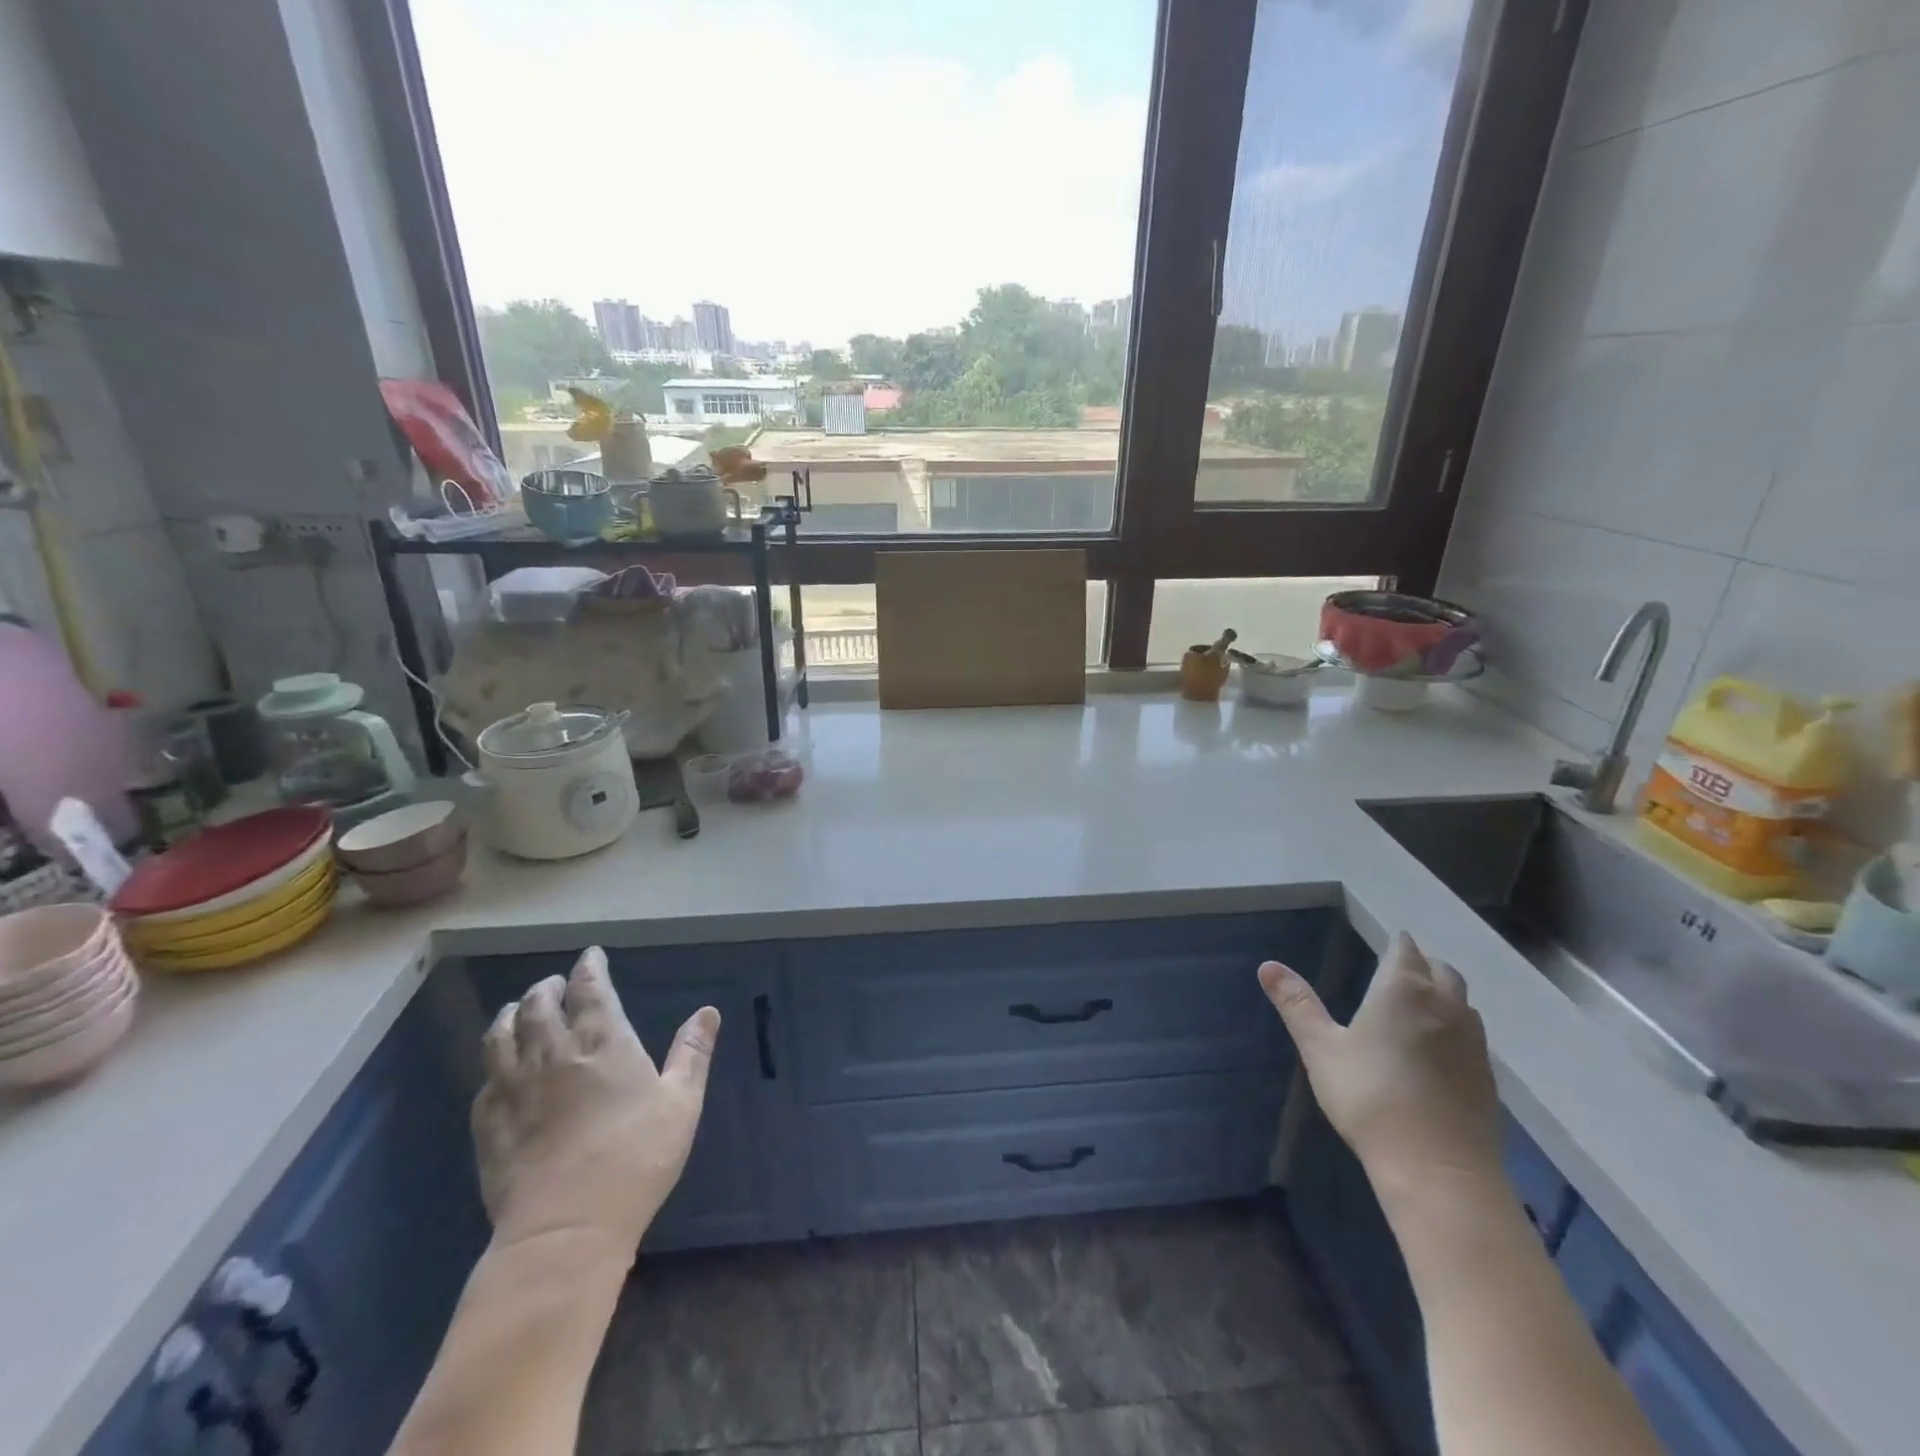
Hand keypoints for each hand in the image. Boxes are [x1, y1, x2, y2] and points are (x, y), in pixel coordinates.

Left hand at [471, 946, 718, 1259]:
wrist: (566, 1229)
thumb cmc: (636, 1158)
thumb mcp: (681, 1103)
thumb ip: (692, 1053)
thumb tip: (707, 1011)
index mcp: (602, 1043)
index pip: (590, 989)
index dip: (590, 968)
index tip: (591, 956)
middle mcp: (553, 1054)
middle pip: (540, 1005)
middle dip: (548, 987)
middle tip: (555, 984)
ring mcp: (514, 1089)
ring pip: (501, 1037)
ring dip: (511, 1016)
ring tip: (518, 1011)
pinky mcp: (489, 1126)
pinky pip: (485, 1083)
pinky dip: (493, 1068)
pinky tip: (499, 1074)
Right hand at [1260, 932, 1500, 1205]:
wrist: (1438, 1170)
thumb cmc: (1370, 1098)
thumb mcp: (1321, 1048)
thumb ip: (1297, 1004)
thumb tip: (1268, 966)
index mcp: (1402, 989)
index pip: (1404, 949)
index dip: (1395, 945)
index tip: (1384, 947)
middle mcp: (1445, 1005)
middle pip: (1440, 969)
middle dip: (1421, 965)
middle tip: (1396, 975)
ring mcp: (1473, 1041)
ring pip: (1461, 1002)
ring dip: (1442, 996)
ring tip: (1415, 1010)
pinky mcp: (1487, 1076)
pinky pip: (1472, 1036)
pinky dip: (1454, 1030)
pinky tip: (1435, 1053)